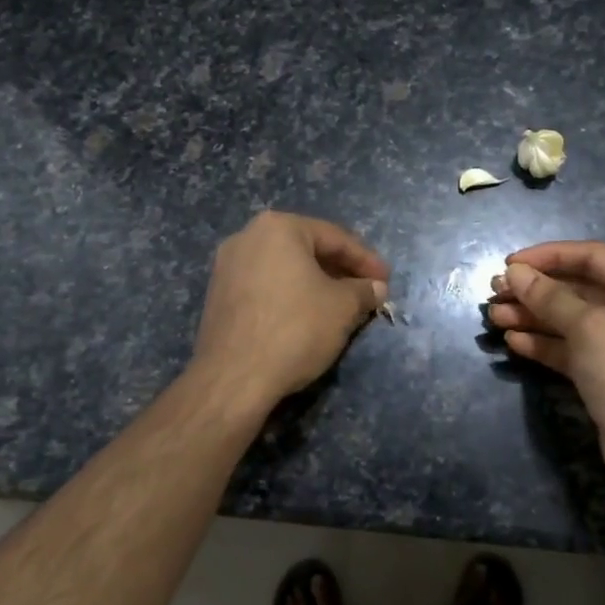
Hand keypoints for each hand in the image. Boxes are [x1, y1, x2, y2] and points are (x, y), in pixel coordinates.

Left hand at [189, 211, 389, 411]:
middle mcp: (247, 236)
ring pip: (284, 268)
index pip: (334, 237)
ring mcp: (227, 266)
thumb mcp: (342, 308)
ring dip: (315, 283)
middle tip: (366, 291)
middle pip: (306, 249)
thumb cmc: (295, 329)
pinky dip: (289, 295)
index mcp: (278, 227)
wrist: (233, 377)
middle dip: (339, 270)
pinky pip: (264, 286)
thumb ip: (363, 291)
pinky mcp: (217, 296)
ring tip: (340, 306)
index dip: (366, 260)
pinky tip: (307, 316)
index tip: (386, 281)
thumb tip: (376, 288)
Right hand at [486, 241, 604, 510]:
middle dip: (535, 290)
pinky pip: (571, 348)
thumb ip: (549, 297)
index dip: (548, 256)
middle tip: (494, 293)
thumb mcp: (589, 328)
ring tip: (494, 317)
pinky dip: (544, 343)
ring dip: (533, 316)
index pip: (592, 256)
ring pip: (570, 320)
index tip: (509, 263)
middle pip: (579, 288)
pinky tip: (513, 342)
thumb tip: (514, 271)